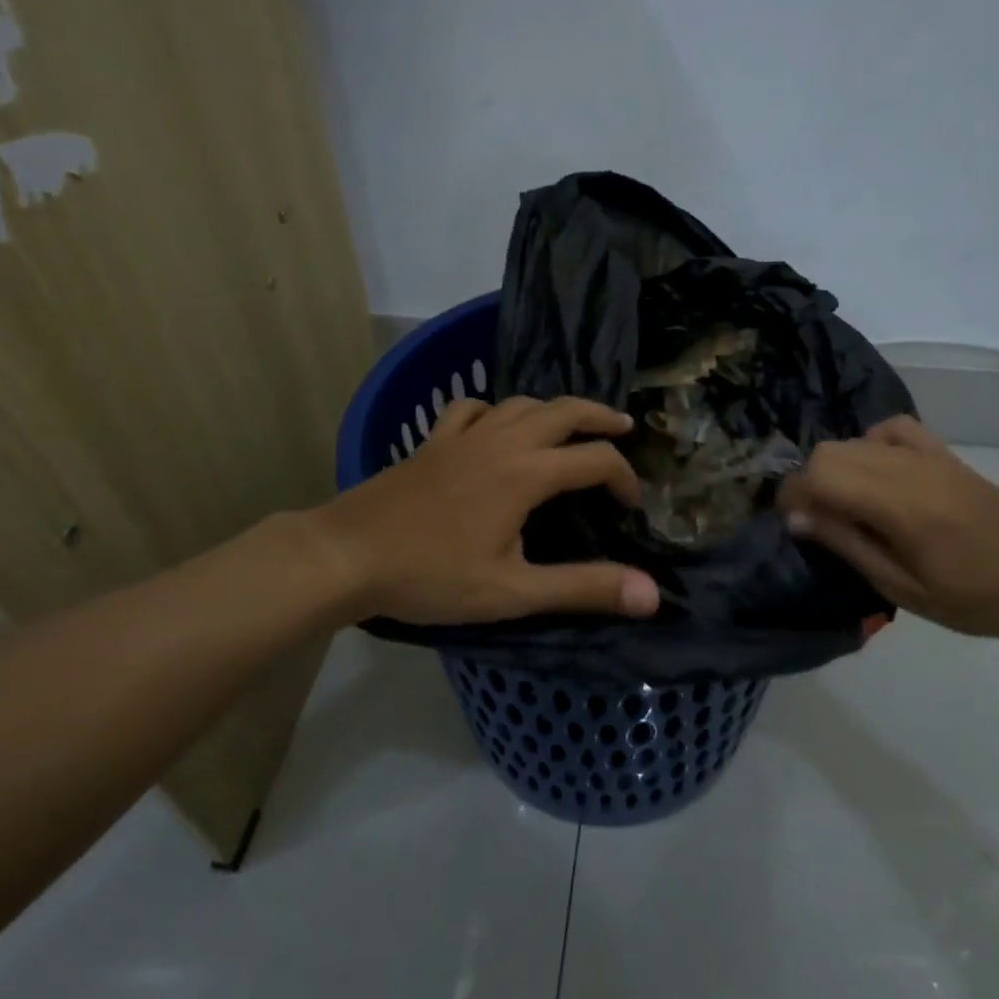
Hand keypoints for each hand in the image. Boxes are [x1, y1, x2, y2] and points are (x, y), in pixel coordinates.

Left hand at [311, 396, 662, 625]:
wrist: (346, 555)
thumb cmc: (431, 576)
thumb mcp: (513, 591)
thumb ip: (583, 588)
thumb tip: (651, 595)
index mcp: (526, 473)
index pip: (595, 460)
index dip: (623, 478)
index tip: (631, 506)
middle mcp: (501, 441)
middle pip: (563, 410)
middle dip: (599, 416)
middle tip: (624, 427)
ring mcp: (463, 436)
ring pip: (520, 403)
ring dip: (554, 409)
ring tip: (570, 424)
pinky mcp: (432, 442)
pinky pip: (471, 409)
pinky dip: (495, 410)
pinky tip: (495, 425)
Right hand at [778, 416, 998, 636]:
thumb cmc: (973, 598)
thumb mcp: (901, 587)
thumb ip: (847, 544)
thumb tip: (797, 517)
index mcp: (896, 504)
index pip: (819, 474)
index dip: (792, 495)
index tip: (791, 524)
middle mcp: (906, 468)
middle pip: (829, 451)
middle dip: (809, 482)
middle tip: (815, 521)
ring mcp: (927, 455)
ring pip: (855, 439)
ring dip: (836, 467)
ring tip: (844, 504)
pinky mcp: (943, 454)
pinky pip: (893, 428)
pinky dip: (872, 443)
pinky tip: (878, 472)